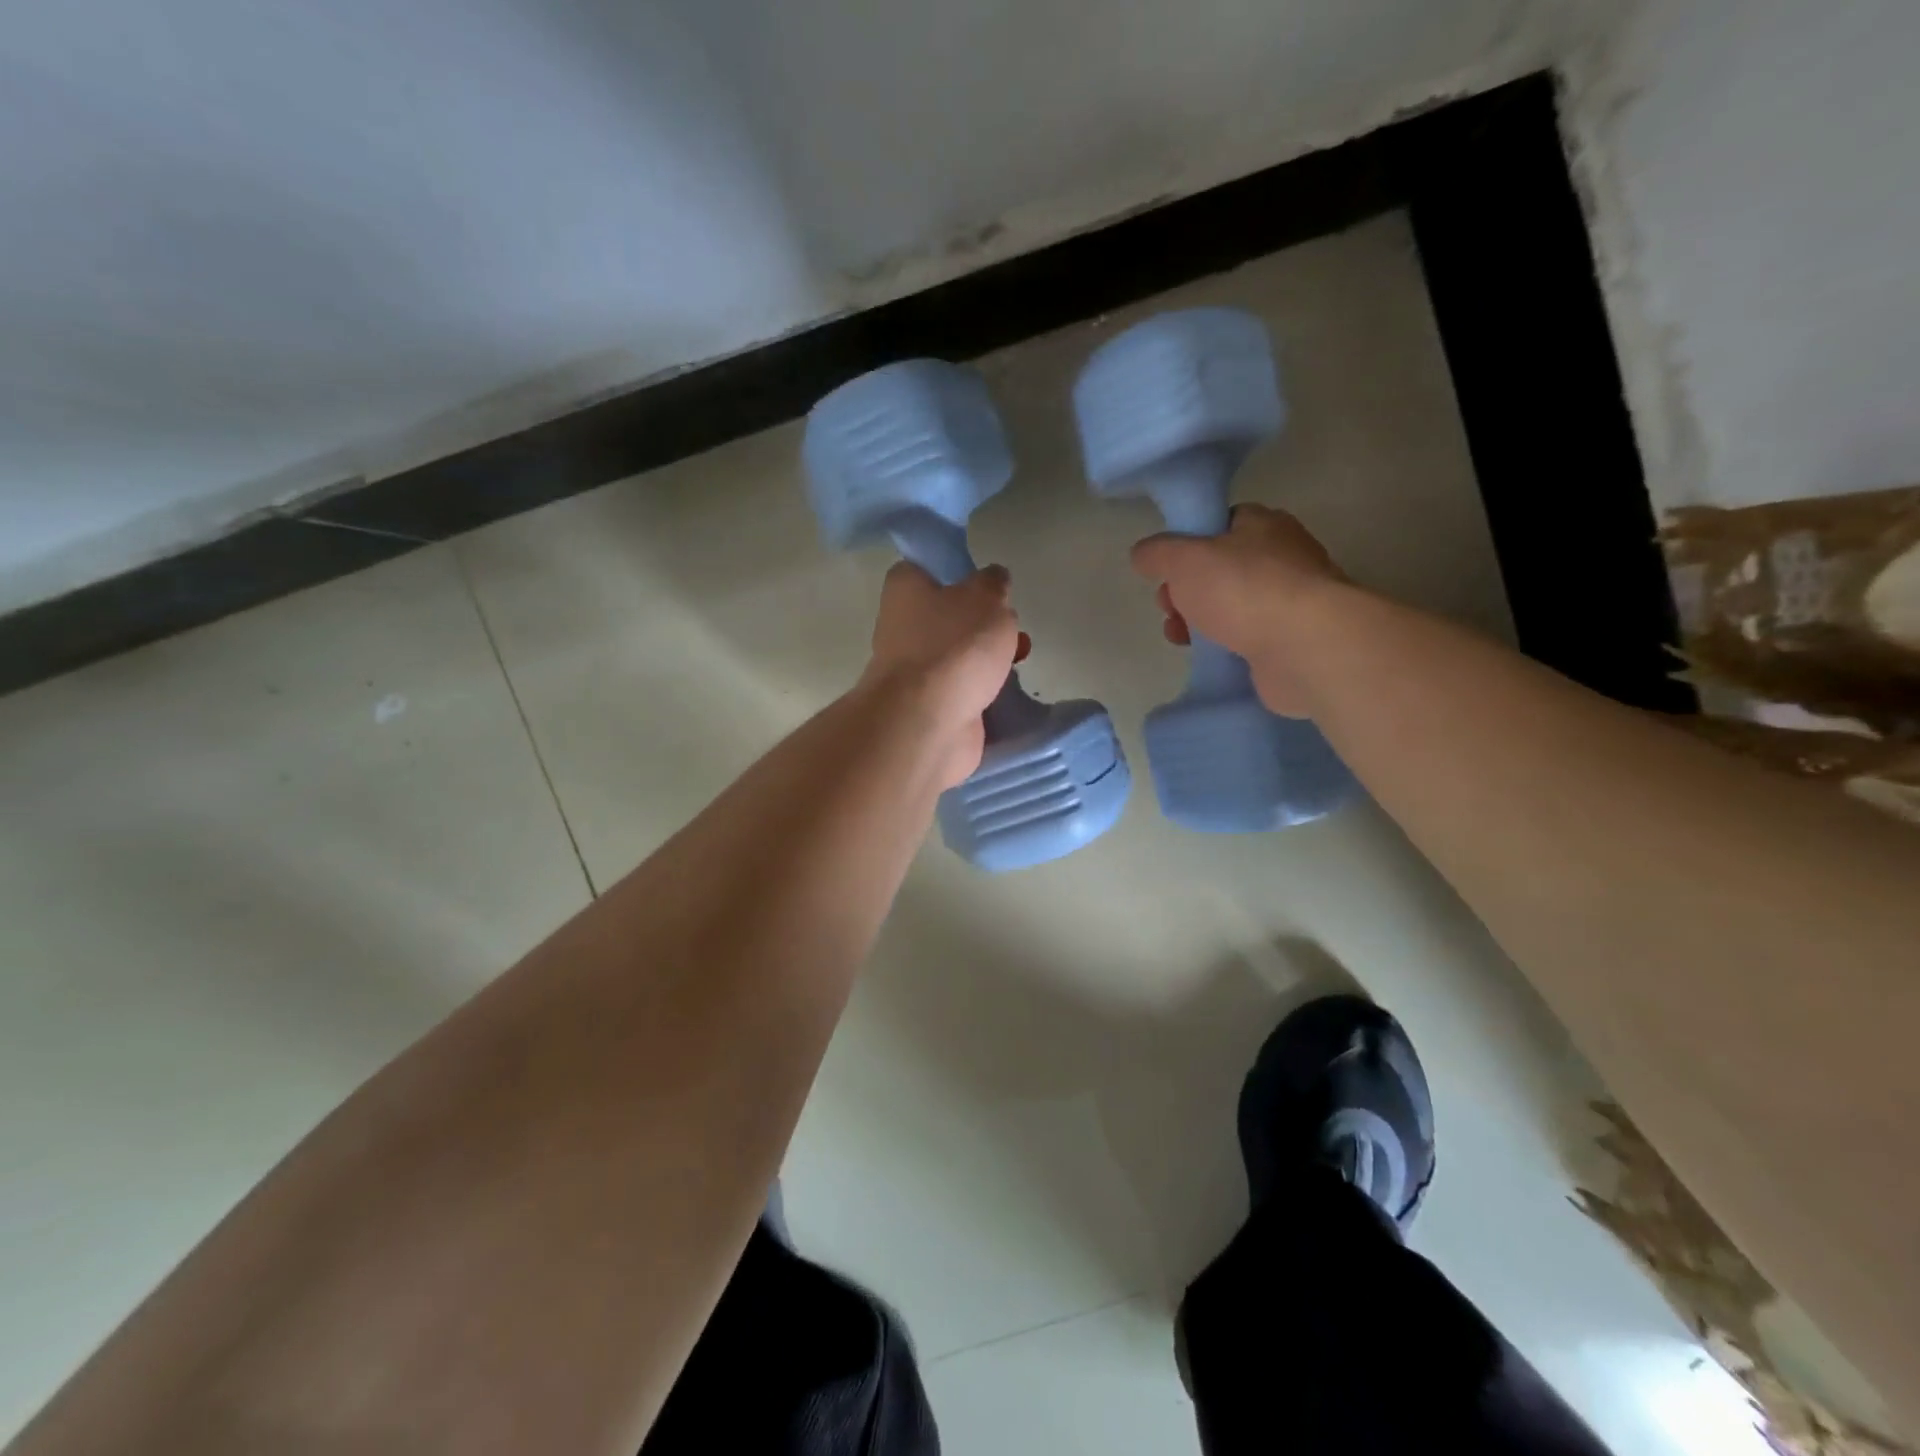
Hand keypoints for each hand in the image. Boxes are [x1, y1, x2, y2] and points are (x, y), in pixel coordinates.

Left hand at [861, 561, 1026, 787]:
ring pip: (958, 656)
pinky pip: (963, 691)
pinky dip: (984, 692)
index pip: (929, 569)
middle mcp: (902, 626)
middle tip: (1011, 627)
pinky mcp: (929, 707)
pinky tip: (1007, 692)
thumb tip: (993, 580)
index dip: (960, 574)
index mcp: (905, 588)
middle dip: (983, 623)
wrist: (929, 722)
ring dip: (988, 659)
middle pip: (949, 616)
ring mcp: (914, 671)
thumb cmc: (954, 645)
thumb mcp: (987, 596)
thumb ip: (994, 583)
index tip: (989, 585)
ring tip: (1019, 660)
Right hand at [1130, 504, 1344, 717]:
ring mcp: (1290, 601)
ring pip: (1231, 607)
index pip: (1219, 524)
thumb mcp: (1184, 559)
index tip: (1165, 570)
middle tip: (1168, 608)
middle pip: (1220, 570)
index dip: (1186, 545)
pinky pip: (1247, 638)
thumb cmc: (1243, 589)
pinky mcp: (1292, 640)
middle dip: (1186, 591)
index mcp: (1262, 525)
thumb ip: (1158, 553)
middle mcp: (1282, 557)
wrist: (1304, 646)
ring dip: (1198, 622)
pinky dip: (1224, 647)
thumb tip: (1143, 554)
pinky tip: (1209, 656)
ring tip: (1180, 638)